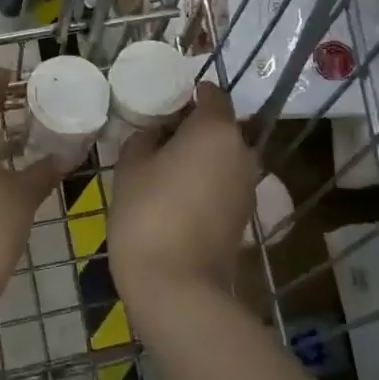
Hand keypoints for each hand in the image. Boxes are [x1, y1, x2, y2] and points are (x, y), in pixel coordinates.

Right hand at [109, 84, 261, 312]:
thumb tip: (157, 134)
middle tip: (156, 138)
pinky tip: (176, 197)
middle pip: (219, 126)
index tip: (160, 104)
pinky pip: (224, 183)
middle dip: (192, 127)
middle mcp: (242, 152)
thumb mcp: (131, 165)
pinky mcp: (244, 216)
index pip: (211, 93)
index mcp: (217, 129)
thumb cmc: (148, 213)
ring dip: (199, 157)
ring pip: (222, 157)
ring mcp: (248, 186)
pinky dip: (205, 182)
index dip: (186, 94)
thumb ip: (145, 138)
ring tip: (163, 169)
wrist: (177, 286)